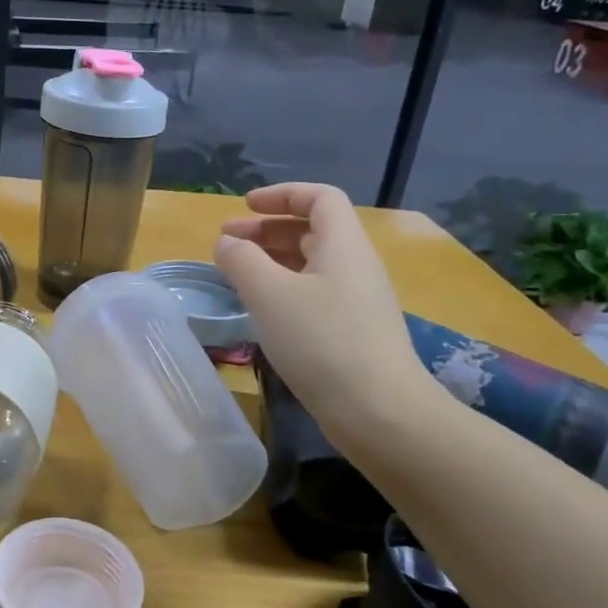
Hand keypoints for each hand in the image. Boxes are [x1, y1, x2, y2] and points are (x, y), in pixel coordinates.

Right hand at [216, 182, 439, 447]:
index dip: (281, 194)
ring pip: (311, 264)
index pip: (319, 198)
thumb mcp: (269, 294)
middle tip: (227, 242)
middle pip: (312, 230)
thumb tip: (228, 243)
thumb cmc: (322, 341)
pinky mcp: (353, 332)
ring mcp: (357, 301)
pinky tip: (262, 310)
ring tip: (237, 274)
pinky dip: (283, 289)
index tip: (245, 207)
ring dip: (272, 260)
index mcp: (343, 245)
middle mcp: (355, 266)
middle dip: (267, 229)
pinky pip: (314, 293)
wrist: (381, 412)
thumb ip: (241, 260)